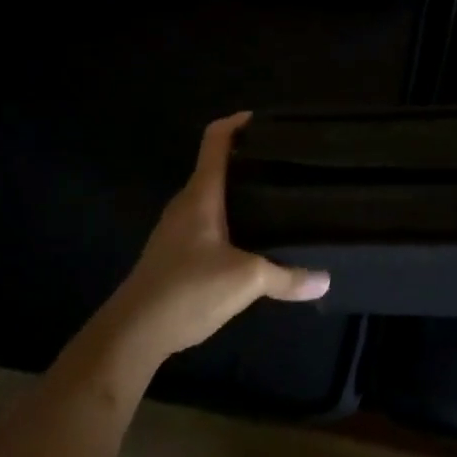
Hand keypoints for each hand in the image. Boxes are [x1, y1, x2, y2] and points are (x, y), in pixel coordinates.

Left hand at [99, 113, 329, 366]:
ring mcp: (175, 230)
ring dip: (238, 192)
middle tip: (284, 164)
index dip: (237, 122)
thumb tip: (325, 280)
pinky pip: (206, 222)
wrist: (131, 334)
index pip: (215, 140)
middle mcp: (186, 204)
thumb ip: (286, 277)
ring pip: (211, 197)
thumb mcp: (246, 281)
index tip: (266, 121)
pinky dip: (229, 218)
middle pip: (215, 166)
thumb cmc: (187, 290)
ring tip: (274, 198)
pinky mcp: (173, 255)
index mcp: (201, 194)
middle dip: (247, 160)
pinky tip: (250, 239)